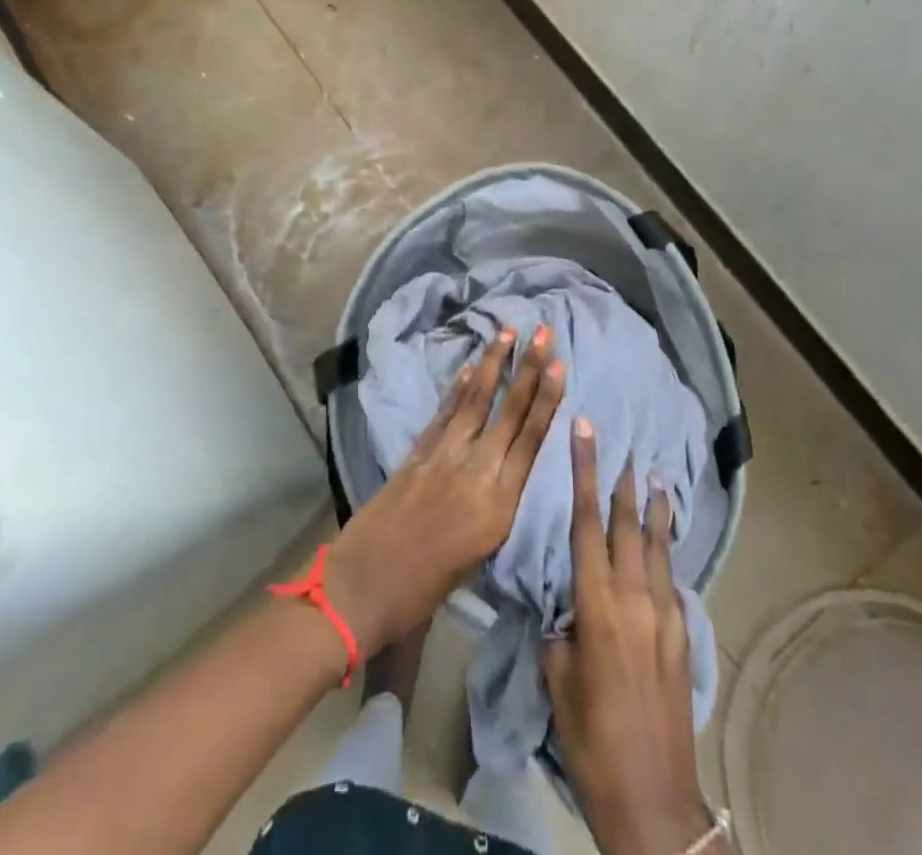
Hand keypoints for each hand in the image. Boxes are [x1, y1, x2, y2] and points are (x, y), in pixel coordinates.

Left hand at [325, 325, 564, 657]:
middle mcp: (475, 472)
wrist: (361, 588)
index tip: (559, 365)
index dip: (546, 400)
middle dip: (528, 369)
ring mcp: (443, 457)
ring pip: (475, 401)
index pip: (530, 441)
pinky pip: (444, 413)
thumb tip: (503, 472)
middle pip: (508, 412)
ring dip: (492, 364)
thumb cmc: (424, 590)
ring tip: (508, 331)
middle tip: (543, 331)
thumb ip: (495, 509)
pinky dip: (457, 388)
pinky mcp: (416, 453)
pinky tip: (469, 366)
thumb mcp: (478, 557)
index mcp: (497, 506)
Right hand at [544, 422, 717, 854]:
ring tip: (653, 476)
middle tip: (621, 443)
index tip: (586, 431)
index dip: (584, 471)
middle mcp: (636, 597)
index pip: (586, 522)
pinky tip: (665, 543)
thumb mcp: (558, 681)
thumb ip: (560, 631)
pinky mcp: (683, 635)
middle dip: (621, 480)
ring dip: (654, 508)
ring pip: (658, 545)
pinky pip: (671, 577)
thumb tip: (565, 608)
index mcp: (598, 604)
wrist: (652, 797)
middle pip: (627, 524)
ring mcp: (665, 614)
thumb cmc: (592, 738)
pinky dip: (666, 550)